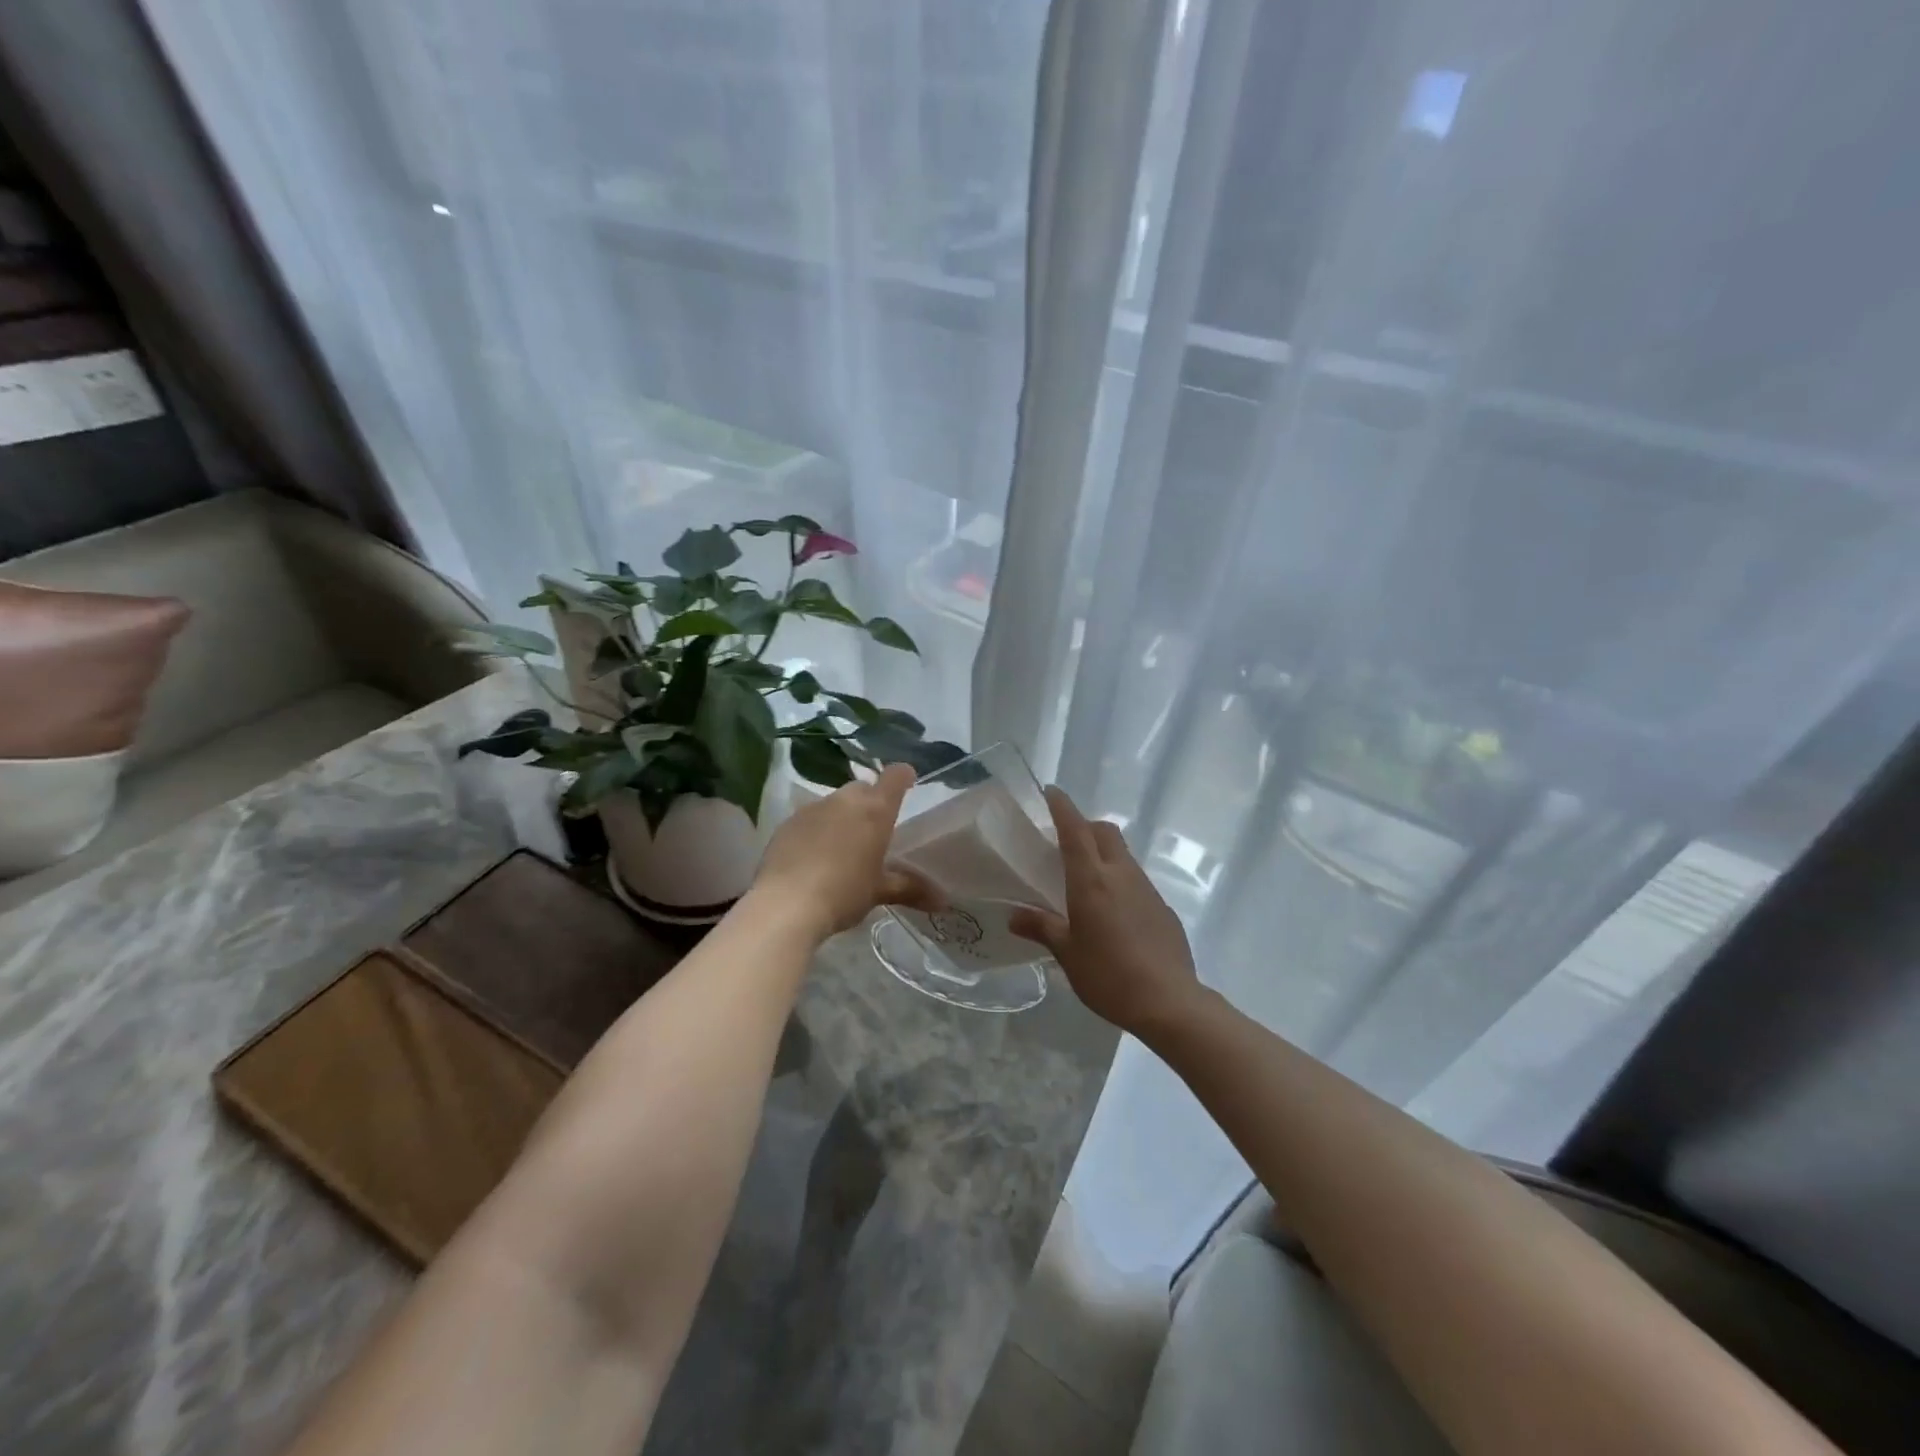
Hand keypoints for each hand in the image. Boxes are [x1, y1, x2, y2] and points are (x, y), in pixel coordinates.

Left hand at [750, 763, 941, 940]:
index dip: (903, 776)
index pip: (895, 777)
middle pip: (862, 789)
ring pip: (834, 803)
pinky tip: (812, 857)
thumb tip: (943, 901)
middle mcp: (844, 800)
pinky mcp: (786, 823)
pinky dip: (816, 830)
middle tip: (874, 830)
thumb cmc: (844, 892)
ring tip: (842, 847)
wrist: (785, 904)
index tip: (908, 782)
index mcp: (875, 809)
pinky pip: (809, 819)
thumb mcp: (879, 891)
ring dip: (841, 817)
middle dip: (870, 802)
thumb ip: (910, 889)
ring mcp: (811, 808)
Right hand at [1009, 787, 1203, 1040]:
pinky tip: (1112, 913)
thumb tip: (1014, 915)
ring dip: (1103, 854)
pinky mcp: (1162, 907)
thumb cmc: (1108, 975)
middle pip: (1104, 832)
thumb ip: (1041, 927)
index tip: (1050, 792)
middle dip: (1085, 827)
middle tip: (1064, 843)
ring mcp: (1146, 889)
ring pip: (1122, 855)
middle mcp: (1121, 874)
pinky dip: (1120, 881)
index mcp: (1092, 880)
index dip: (1062, 807)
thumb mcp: (1067, 954)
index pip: (1075, 829)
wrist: (1169, 1002)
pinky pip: (1136, 881)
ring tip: (1085, 880)